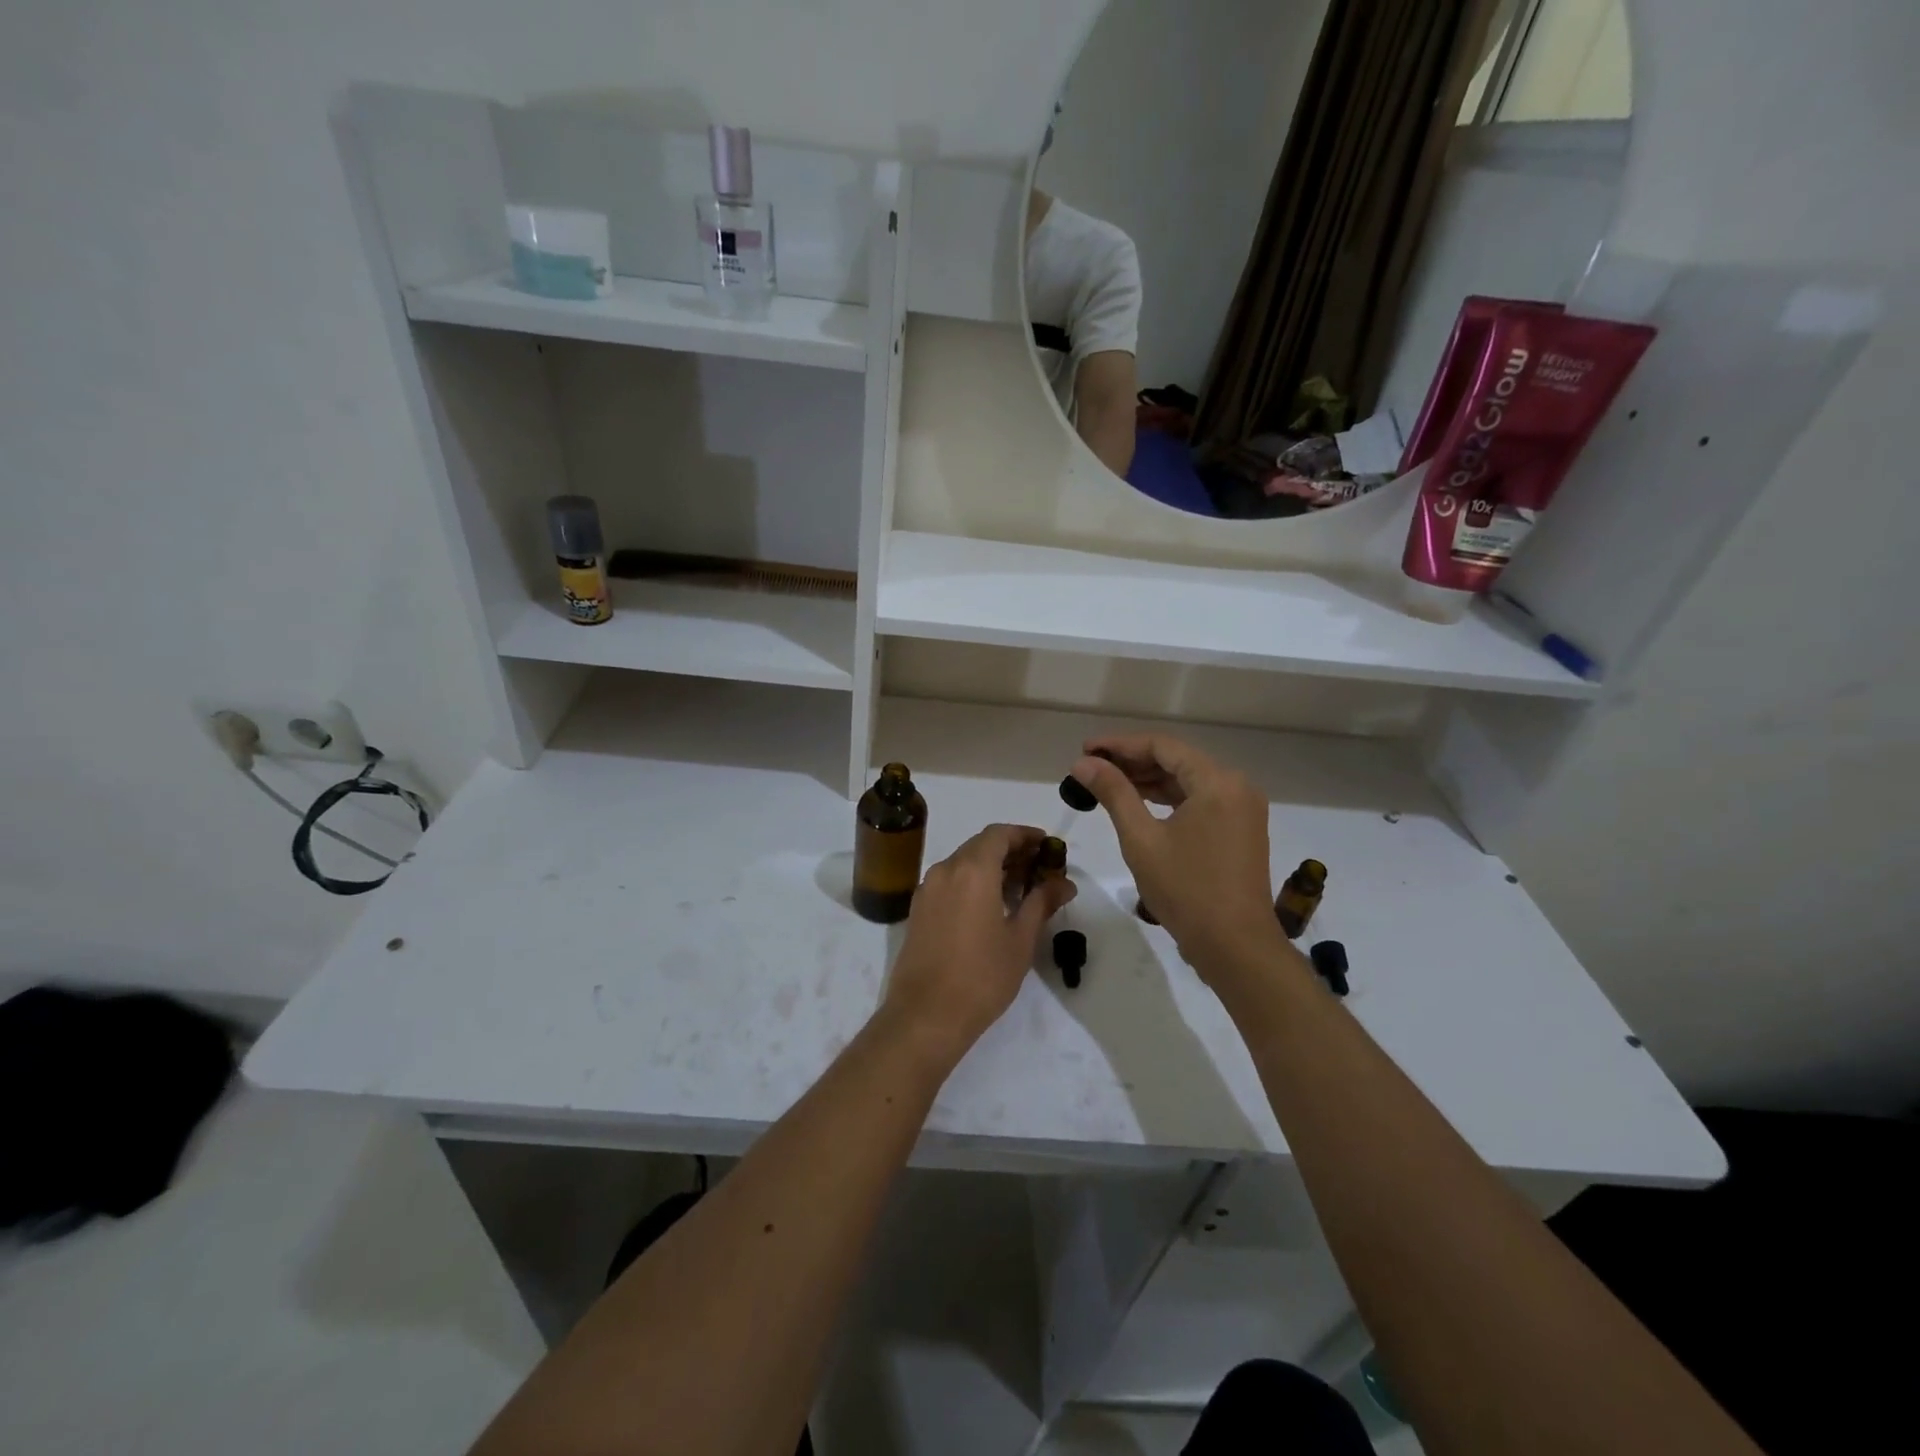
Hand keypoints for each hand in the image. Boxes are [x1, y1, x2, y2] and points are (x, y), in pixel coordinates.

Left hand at [881, 824, 1076, 1065]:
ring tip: (1019, 889)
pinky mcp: (918, 910)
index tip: (1046, 845)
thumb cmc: (981, 976)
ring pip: (963, 863)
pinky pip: (949, 882)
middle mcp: (945, 870)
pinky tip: (990, 906)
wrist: (926, 1015)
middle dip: (1010, 851)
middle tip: (1038, 868)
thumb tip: (1064, 883)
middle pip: (980, 846)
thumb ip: (1041, 903)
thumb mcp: (1020, 939)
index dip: (1024, 835)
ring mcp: (927, 890)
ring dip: (990, 867)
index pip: (999, 834)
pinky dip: (971, 882)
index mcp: (972, 870)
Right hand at [1069, 736, 1283, 981]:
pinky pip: (1199, 801)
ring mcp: (1242, 809)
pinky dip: (1168, 799)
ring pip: (1187, 781)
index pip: (1162, 746)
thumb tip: (1083, 762)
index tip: (1085, 749)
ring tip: (1107, 784)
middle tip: (1090, 767)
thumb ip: (1113, 793)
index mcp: (1217, 781)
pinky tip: (1139, 804)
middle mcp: (1235, 786)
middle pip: (1177, 760)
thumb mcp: (1141, 839)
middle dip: (1132, 761)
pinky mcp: (1240, 829)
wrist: (1236, 947)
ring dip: (1149, 781)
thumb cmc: (1186, 890)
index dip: (1120, 744)